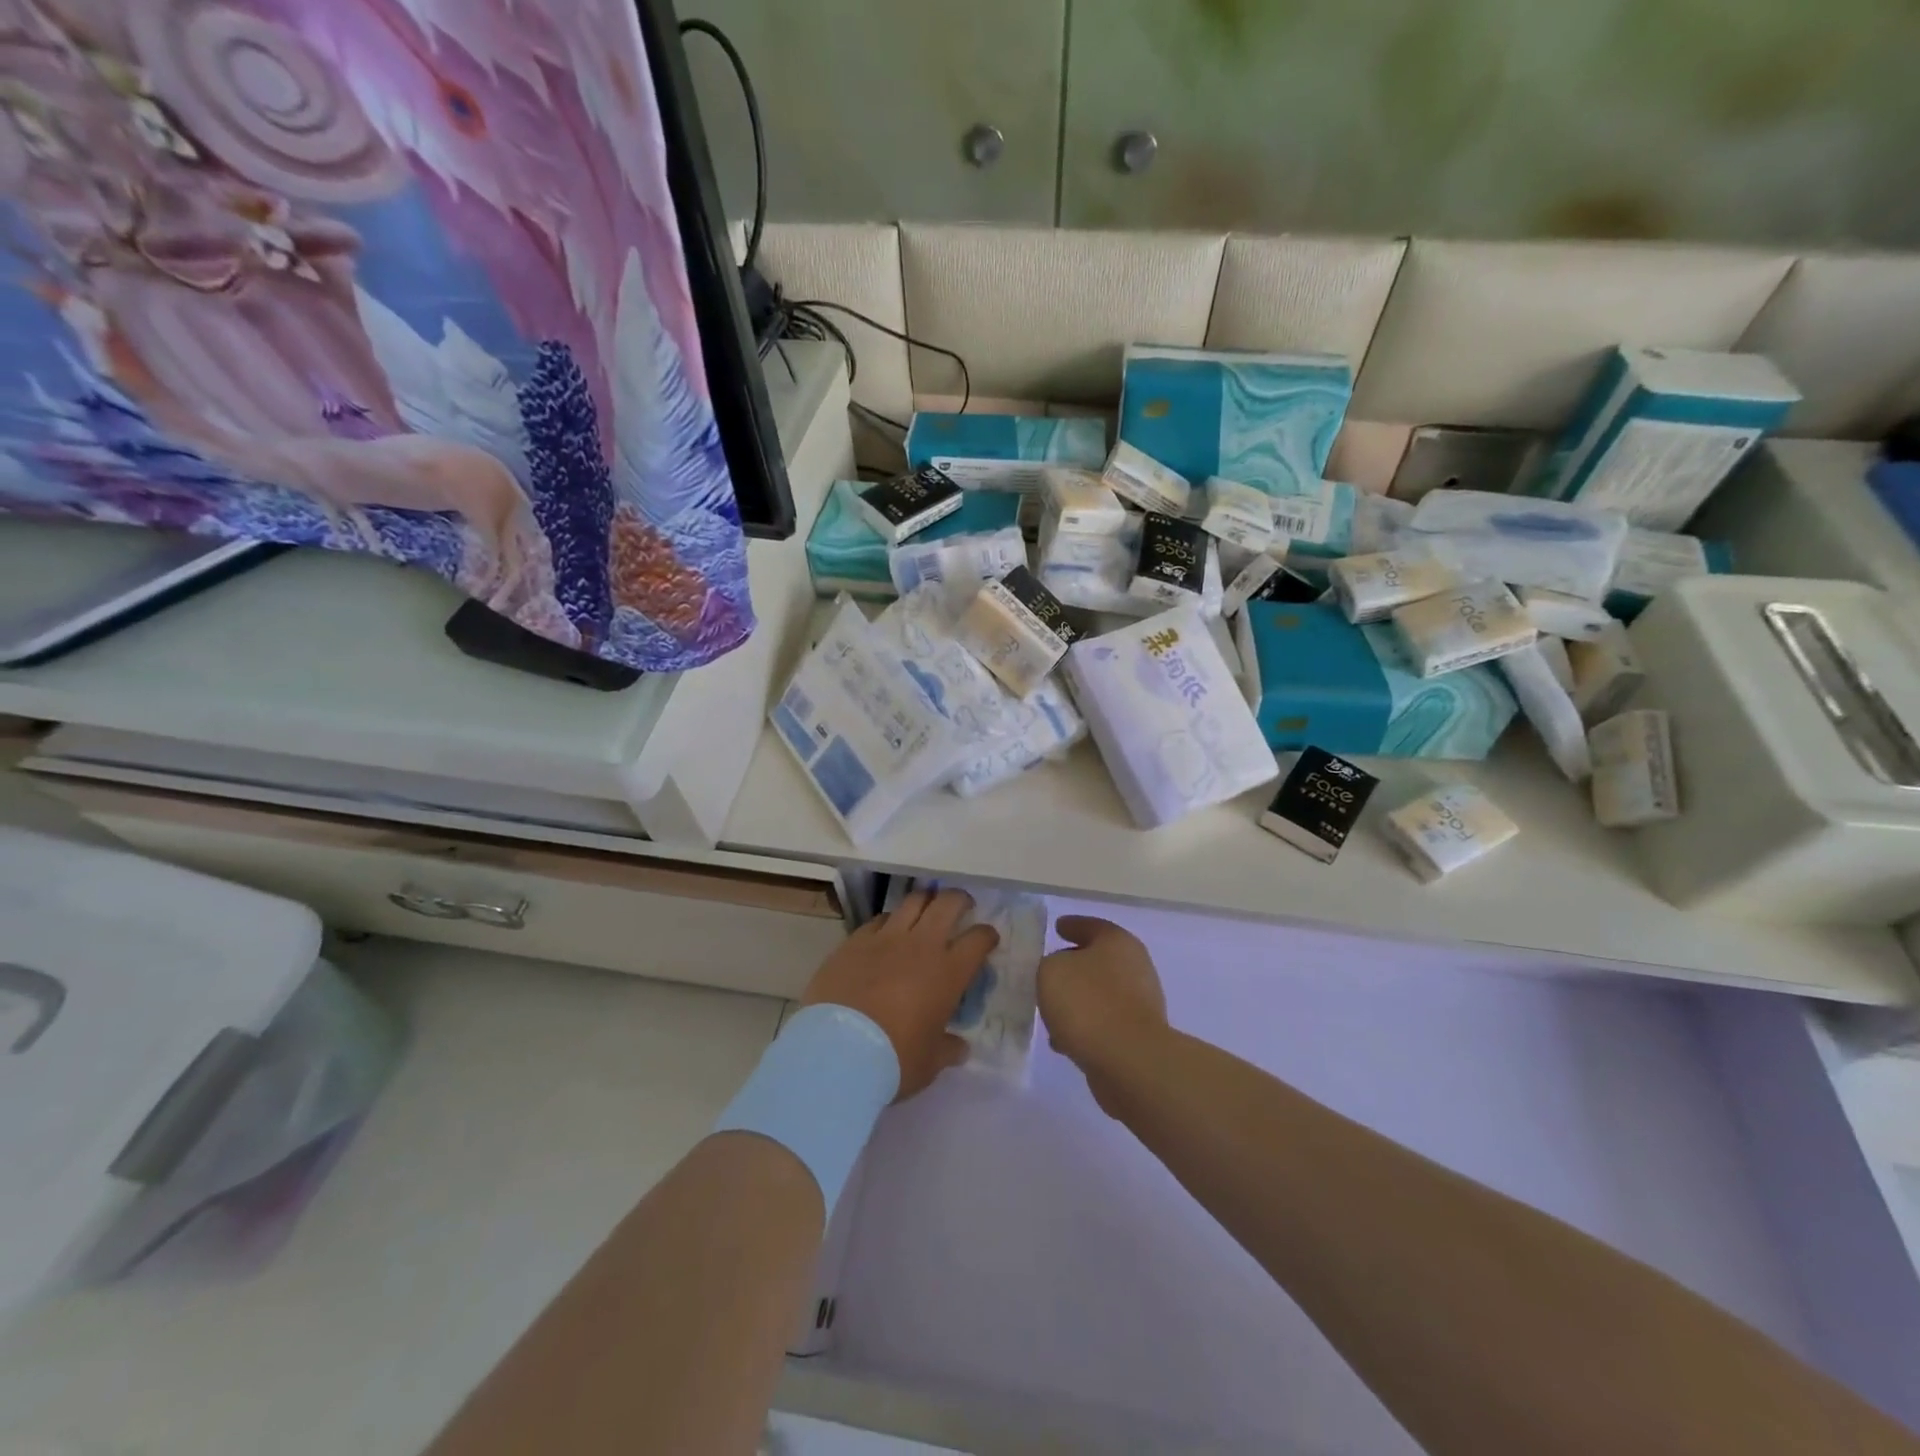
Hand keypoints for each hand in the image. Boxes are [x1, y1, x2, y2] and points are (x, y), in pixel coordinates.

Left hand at [803, 888, 999, 1099]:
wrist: (837, 1051)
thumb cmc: (894, 1059)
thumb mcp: (930, 1062)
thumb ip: (948, 1049)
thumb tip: (960, 1048)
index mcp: (949, 972)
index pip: (978, 939)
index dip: (987, 935)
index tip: (987, 939)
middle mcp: (922, 944)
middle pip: (947, 903)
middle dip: (959, 900)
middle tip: (961, 907)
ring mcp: (886, 938)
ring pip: (913, 901)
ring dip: (925, 902)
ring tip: (926, 911)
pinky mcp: (855, 940)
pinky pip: (879, 919)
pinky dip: (889, 921)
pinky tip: (887, 932)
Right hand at [1038, 916, 1168, 1113]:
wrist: (1128, 1060)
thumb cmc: (1088, 1003)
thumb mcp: (1051, 971)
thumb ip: (1050, 964)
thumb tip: (1061, 972)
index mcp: (1117, 941)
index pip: (1091, 925)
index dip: (1072, 925)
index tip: (1057, 927)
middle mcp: (1135, 966)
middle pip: (1098, 959)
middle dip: (1074, 965)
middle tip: (1050, 970)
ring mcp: (1140, 1002)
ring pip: (1100, 993)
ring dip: (1078, 1000)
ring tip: (1051, 1010)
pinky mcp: (1138, 1035)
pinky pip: (1104, 1022)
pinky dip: (1085, 1026)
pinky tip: (1063, 1039)